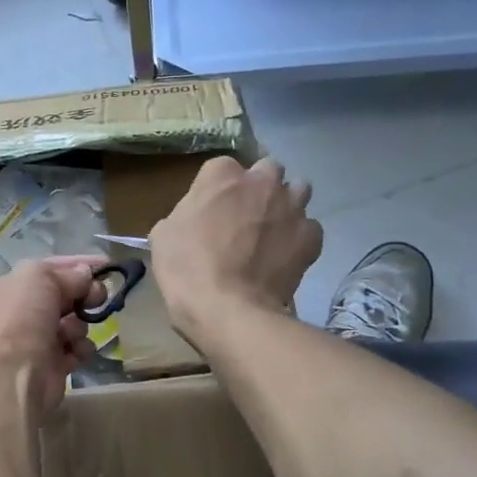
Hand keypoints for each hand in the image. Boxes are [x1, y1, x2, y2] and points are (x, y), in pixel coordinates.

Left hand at [0, 257, 106, 415]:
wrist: (17, 371)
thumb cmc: (24, 316)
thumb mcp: (41, 277)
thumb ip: (67, 273)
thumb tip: (85, 276)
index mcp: (14, 286)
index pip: (51, 268)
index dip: (79, 264)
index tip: (107, 265)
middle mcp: (23, 310)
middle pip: (65, 295)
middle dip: (84, 295)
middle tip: (98, 297)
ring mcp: (38, 337)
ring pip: (74, 322)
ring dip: (78, 325)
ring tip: (71, 333)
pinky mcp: (53, 362)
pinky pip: (78, 347)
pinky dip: (80, 348)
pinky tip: (75, 350)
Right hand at [149, 157, 321, 346]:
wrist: (229, 309)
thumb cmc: (187, 268)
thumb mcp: (164, 235)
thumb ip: (185, 214)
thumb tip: (195, 218)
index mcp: (221, 174)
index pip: (222, 167)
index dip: (218, 189)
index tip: (213, 209)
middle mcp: (262, 181)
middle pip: (268, 169)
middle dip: (260, 186)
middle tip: (246, 213)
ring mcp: (291, 207)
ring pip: (298, 190)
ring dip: (286, 204)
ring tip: (273, 230)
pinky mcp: (311, 236)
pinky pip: (310, 227)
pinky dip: (300, 236)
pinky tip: (286, 254)